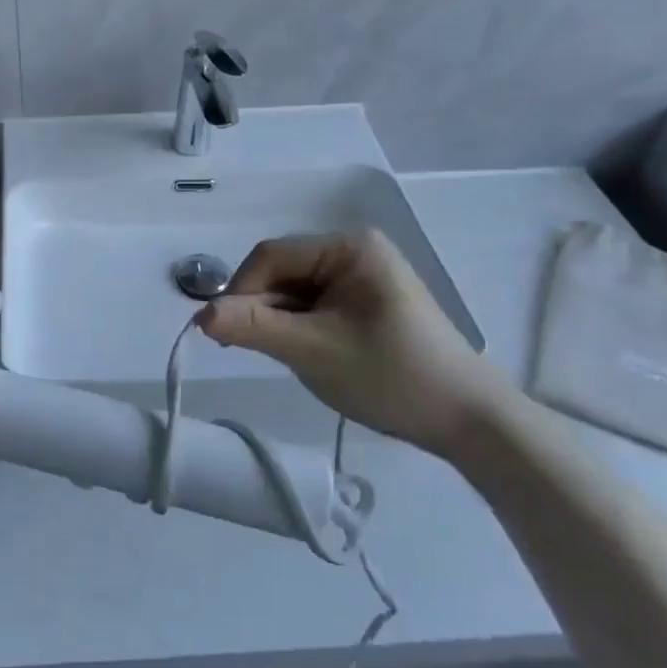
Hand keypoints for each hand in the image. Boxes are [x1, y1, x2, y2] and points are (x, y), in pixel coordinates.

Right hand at [198, 231, 517, 457]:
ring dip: (279, 322)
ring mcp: (363, 277)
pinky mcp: (367, 303)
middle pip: (282, 272)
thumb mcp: (313, 351)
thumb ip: (252, 328)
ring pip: (295, 292)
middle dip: (260, 309)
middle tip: (247, 351)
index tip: (223, 334)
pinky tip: (306, 355)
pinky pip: (315, 306)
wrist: (468, 420)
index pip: (272, 256)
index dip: (240, 291)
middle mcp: (355, 251)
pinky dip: (300, 328)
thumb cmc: (391, 375)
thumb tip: (198, 316)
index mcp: (348, 247)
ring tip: (285, 357)